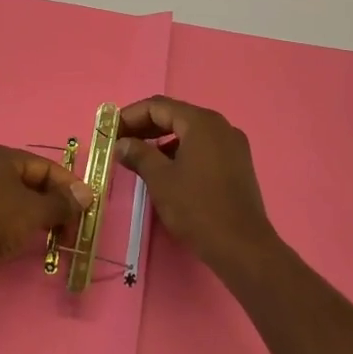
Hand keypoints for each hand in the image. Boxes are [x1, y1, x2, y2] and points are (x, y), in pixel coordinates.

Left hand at [0, 144, 92, 272]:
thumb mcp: (37, 211)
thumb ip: (62, 202)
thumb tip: (85, 194)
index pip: (42, 166)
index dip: (66, 186)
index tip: (82, 207)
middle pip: (18, 179)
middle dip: (43, 202)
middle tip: (61, 226)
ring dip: (9, 206)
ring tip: (24, 227)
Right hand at [116, 97, 280, 275]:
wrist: (243, 248)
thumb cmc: (198, 208)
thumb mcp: (161, 179)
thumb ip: (138, 154)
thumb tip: (121, 143)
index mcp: (201, 122)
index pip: (157, 106)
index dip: (129, 115)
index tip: (109, 131)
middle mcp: (220, 125)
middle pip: (174, 115)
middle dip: (144, 126)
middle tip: (119, 142)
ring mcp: (232, 144)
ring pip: (189, 131)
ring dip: (161, 139)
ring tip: (139, 156)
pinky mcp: (237, 163)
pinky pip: (202, 146)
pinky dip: (180, 150)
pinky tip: (166, 168)